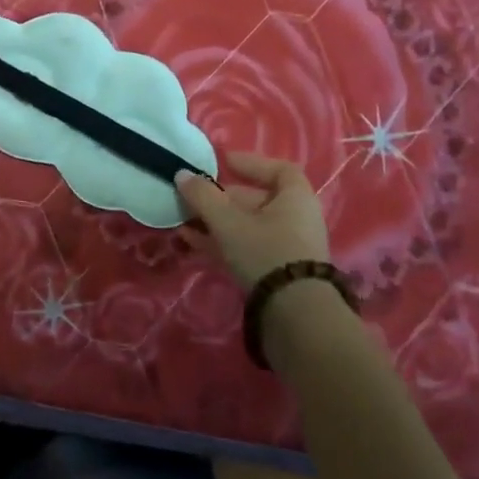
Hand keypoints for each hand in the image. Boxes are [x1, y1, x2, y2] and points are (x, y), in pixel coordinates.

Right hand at [175, 151, 329, 288]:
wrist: (295, 315)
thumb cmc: (265, 251)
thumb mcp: (228, 222)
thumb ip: (203, 197)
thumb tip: (182, 174)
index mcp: (295, 198)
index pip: (278, 170)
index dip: (251, 163)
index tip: (224, 163)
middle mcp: (296, 219)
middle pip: (256, 200)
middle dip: (221, 198)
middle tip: (193, 198)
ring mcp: (288, 248)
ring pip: (248, 227)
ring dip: (216, 222)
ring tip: (184, 222)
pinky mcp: (277, 273)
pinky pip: (247, 248)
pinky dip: (222, 243)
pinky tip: (192, 243)